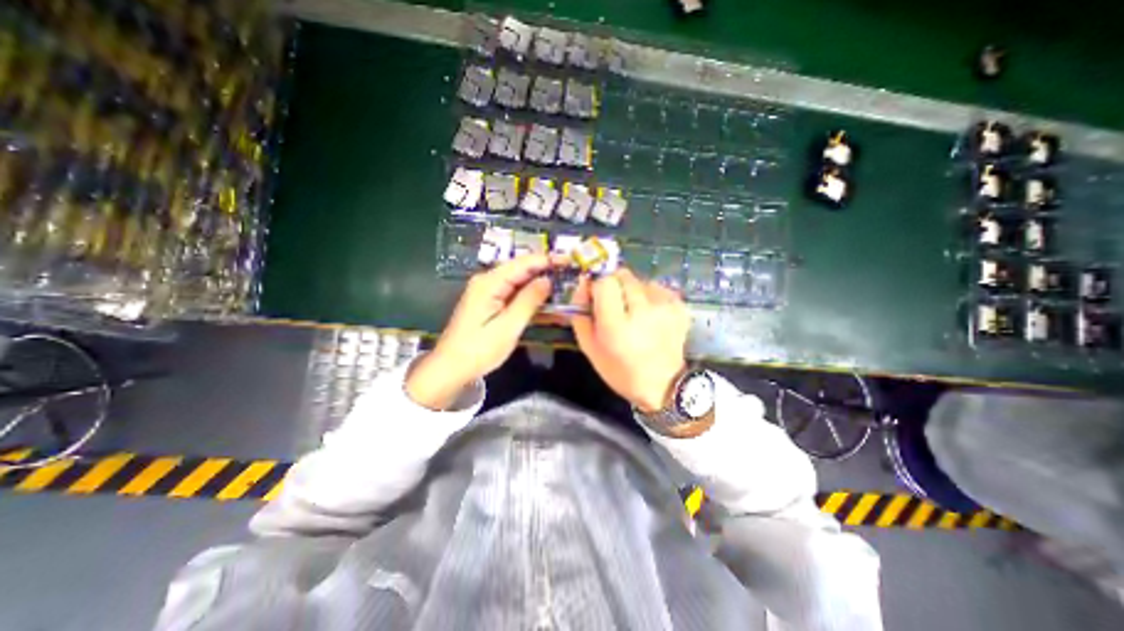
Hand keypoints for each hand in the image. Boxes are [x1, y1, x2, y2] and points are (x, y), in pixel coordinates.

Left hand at [409, 255, 555, 407]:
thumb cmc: (479, 349)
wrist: (451, 368)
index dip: (547, 260)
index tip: (570, 261)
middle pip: (522, 269)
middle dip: (546, 271)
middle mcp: (488, 281)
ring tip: (565, 288)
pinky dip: (530, 297)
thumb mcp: (508, 327)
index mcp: (490, 283)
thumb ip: (529, 301)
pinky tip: (547, 303)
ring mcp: (488, 291)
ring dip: (540, 285)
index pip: (523, 263)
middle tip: (571, 276)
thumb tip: (547, 279)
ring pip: (520, 282)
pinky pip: (514, 294)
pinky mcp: (490, 302)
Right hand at [574, 268, 689, 410]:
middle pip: (622, 275)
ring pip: (640, 280)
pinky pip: (657, 288)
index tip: (596, 297)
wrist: (662, 385)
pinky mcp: (679, 306)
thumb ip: (580, 314)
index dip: (597, 285)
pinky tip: (650, 315)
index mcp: (616, 325)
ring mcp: (665, 307)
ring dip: (633, 291)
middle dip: (614, 285)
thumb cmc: (620, 370)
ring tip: (635, 313)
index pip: (604, 282)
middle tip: (616, 306)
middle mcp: (643, 310)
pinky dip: (650, 296)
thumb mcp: (589, 348)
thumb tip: (583, 284)